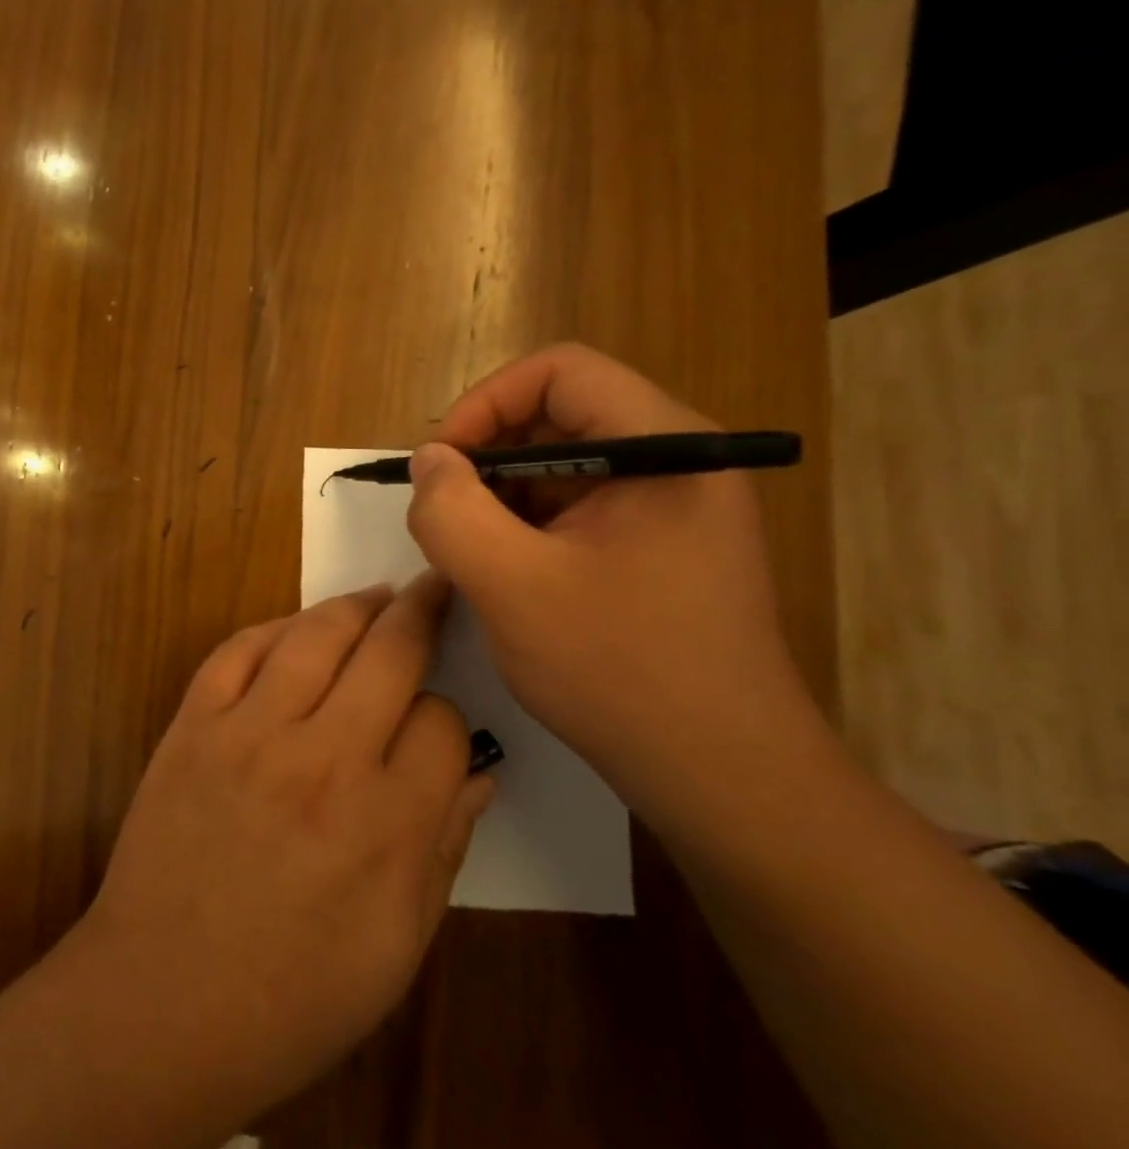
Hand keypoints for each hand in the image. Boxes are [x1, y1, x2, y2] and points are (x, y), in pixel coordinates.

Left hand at [75, 574, 494, 1120]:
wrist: (162, 1000)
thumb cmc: (293, 998)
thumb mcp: (398, 948)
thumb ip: (444, 850)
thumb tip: (478, 774)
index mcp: (387, 824)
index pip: (444, 723)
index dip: (450, 720)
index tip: (438, 731)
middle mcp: (322, 758)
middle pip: (388, 654)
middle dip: (422, 613)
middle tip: (435, 588)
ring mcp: (247, 733)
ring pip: (314, 635)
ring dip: (354, 606)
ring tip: (378, 595)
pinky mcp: (191, 726)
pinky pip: (237, 651)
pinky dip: (273, 629)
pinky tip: (295, 628)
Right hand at [405, 344, 818, 814]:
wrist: (720, 775)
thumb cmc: (619, 671)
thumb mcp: (511, 586)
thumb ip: (452, 511)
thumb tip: (428, 461)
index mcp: (662, 448)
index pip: (560, 372)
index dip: (485, 404)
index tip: (438, 465)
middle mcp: (674, 464)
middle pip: (559, 418)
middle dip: (485, 458)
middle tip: (440, 515)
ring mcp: (668, 510)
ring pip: (560, 469)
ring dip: (499, 500)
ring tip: (466, 555)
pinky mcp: (655, 550)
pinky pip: (574, 512)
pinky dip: (524, 531)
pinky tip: (501, 578)